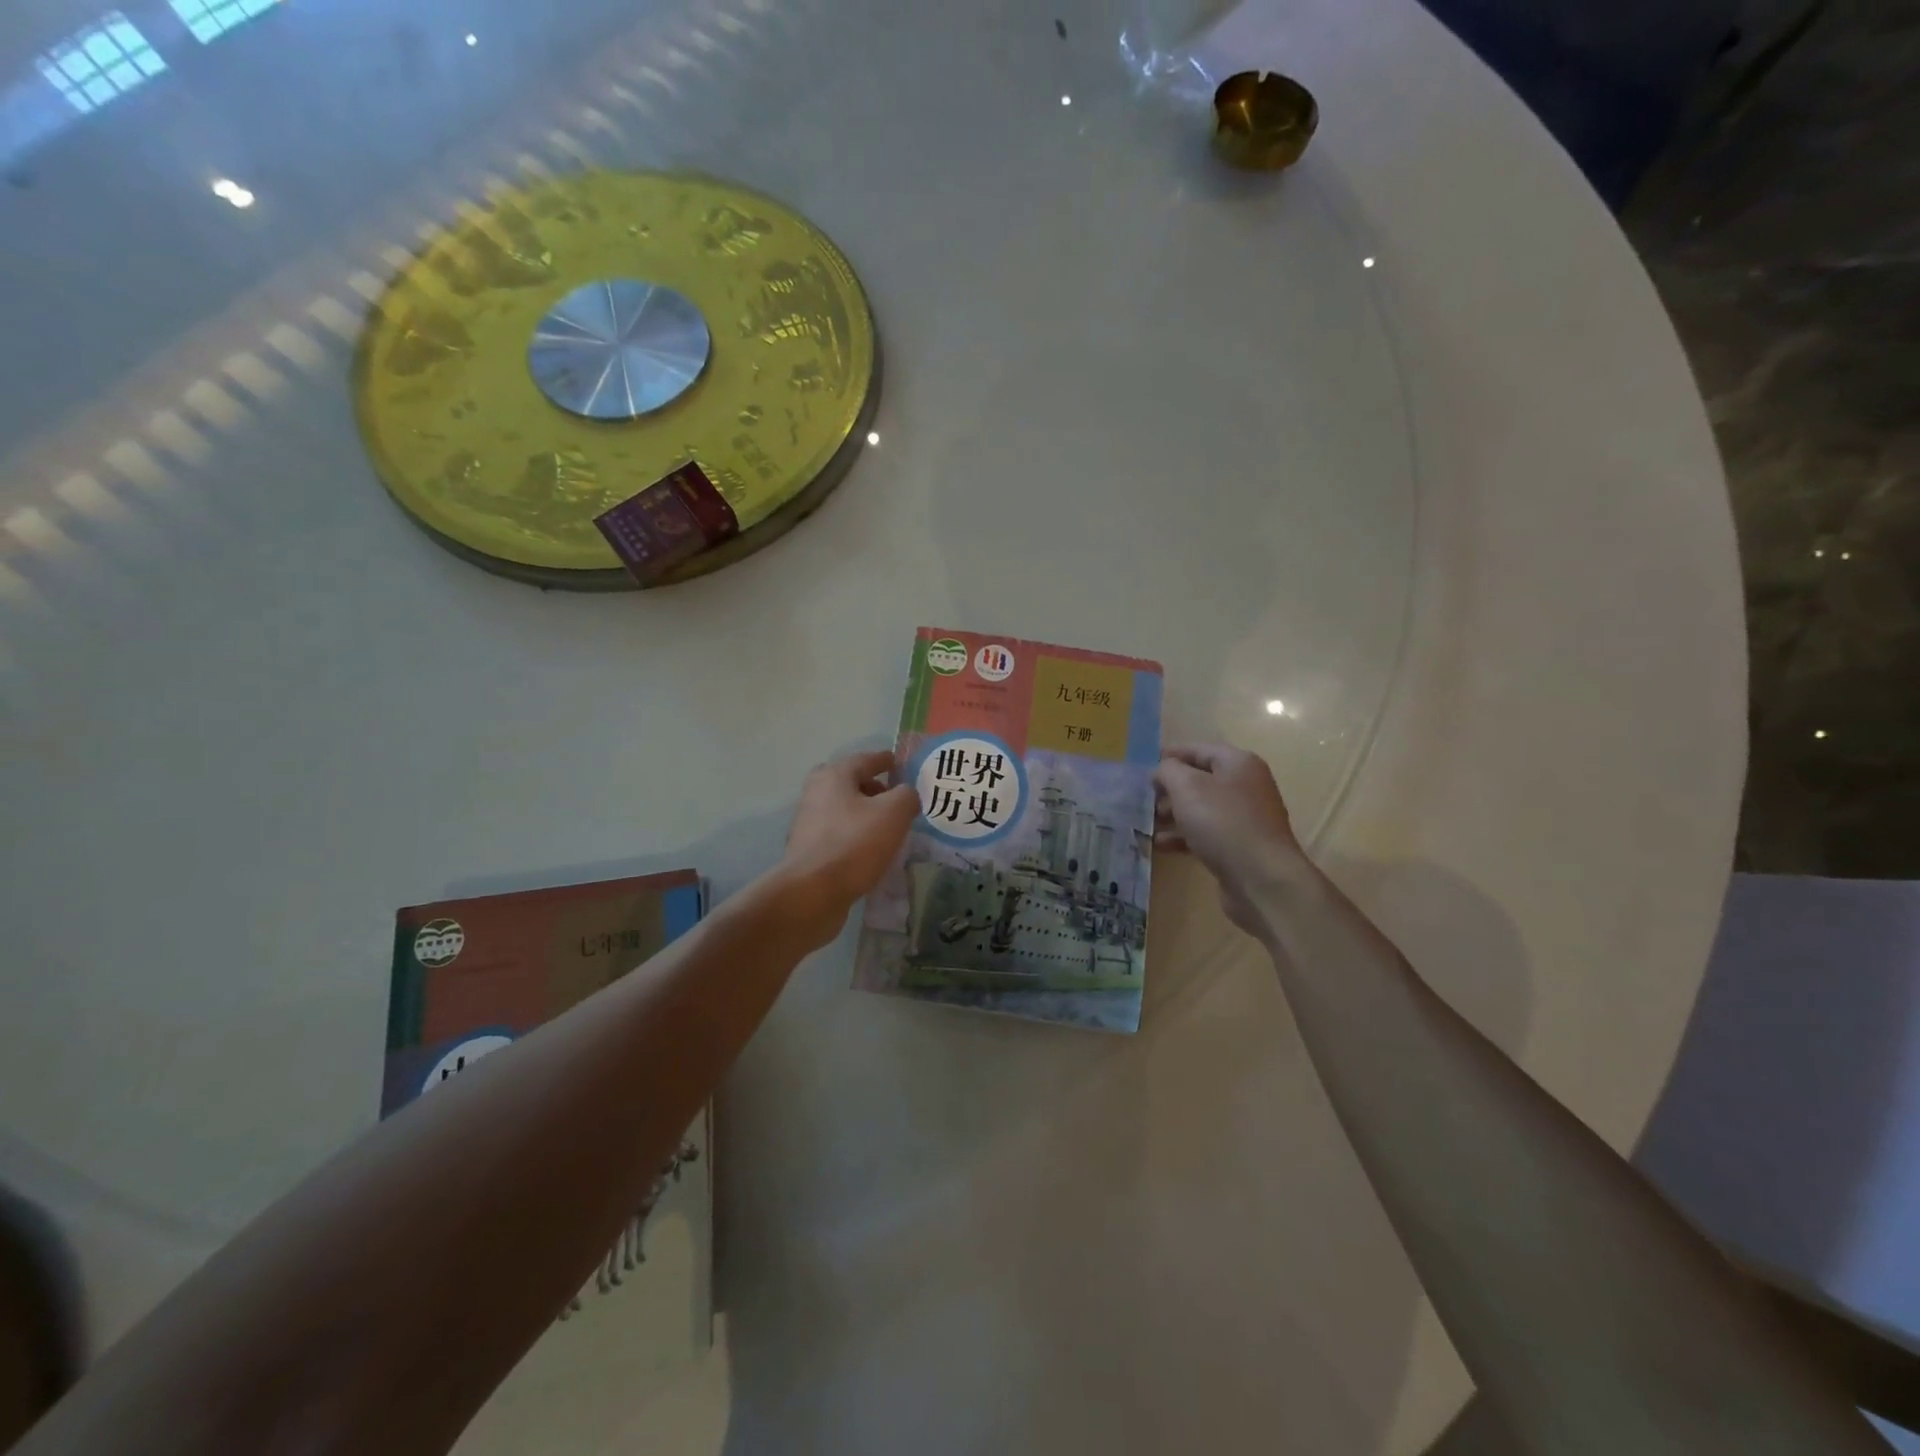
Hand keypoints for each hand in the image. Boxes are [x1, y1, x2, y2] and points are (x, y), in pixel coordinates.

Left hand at [775, 750, 919, 942]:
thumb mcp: (894, 813)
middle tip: (896, 799)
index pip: (865, 760)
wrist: (811, 893)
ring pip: (844, 810)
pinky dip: (856, 836)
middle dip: (873, 788)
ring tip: (889, 828)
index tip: (899, 763)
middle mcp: (816, 793)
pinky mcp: (808, 850)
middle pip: (850, 783)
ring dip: (865, 814)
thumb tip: (906, 795)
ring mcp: (809, 822)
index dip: (885, 761)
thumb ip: (906, 796)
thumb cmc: (854, 844)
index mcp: (834, 776)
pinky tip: (872, 851)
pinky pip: (839, 834)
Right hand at [1154, 744, 1308, 936]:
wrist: (1262, 879)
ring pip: (1200, 809)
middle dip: (1169, 789)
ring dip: (1172, 815)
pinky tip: (1160, 845)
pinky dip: (1182, 837)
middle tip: (1142, 799)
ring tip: (1145, 824)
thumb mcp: (1188, 787)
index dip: (1170, 755)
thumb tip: (1162, 770)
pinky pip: (1205, 834)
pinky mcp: (1239, 847)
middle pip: (1199, 780)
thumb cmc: (1223, 823)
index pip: (1198, 750)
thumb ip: (1168, 771)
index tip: (1143, 766)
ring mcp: (1244, 819)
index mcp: (1238, 764)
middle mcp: (1245, 786)